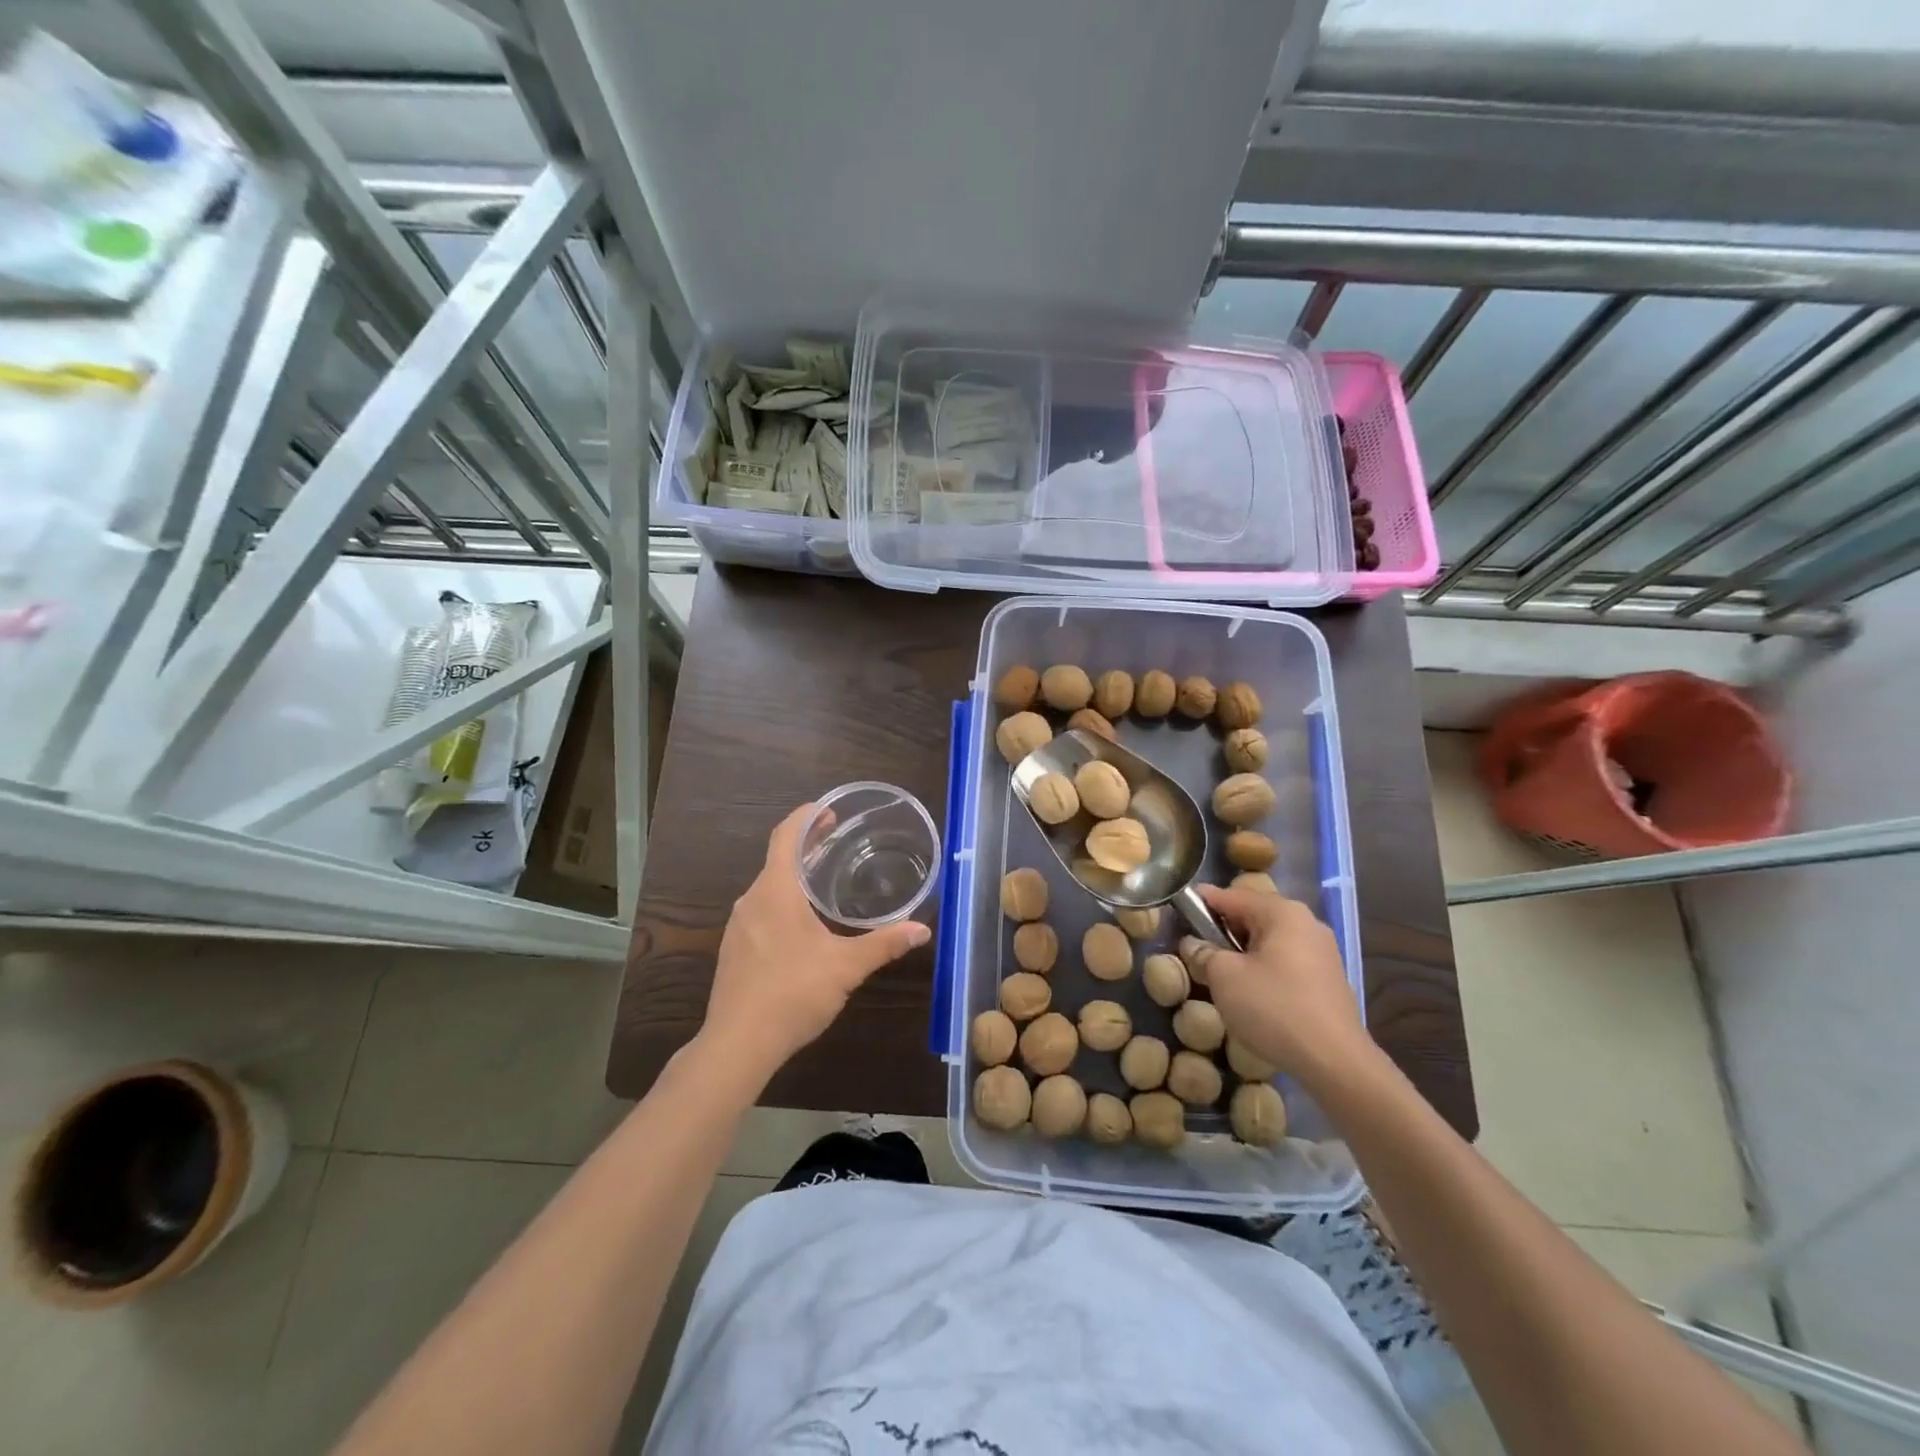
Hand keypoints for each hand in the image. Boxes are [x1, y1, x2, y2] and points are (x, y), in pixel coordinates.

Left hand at [702, 803, 930, 1080]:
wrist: (737, 1044)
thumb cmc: (792, 993)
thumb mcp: (845, 967)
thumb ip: (883, 944)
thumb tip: (922, 930)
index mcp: (775, 891)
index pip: (786, 836)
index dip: (806, 817)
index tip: (827, 809)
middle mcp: (752, 900)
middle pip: (778, 859)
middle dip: (806, 845)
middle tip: (834, 838)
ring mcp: (738, 926)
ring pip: (768, 887)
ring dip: (794, 875)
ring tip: (824, 878)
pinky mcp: (734, 949)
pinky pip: (761, 910)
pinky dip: (783, 900)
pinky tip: (802, 923)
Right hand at [1193, 885, 1376, 1091]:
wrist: (1336, 1062)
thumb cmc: (1274, 1008)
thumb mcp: (1225, 977)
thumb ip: (1204, 953)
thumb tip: (1193, 943)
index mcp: (1282, 913)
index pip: (1231, 896)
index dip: (1201, 902)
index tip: (1178, 909)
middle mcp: (1307, 923)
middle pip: (1253, 915)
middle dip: (1223, 929)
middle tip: (1196, 946)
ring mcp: (1322, 952)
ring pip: (1270, 940)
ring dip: (1244, 951)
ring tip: (1220, 972)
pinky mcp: (1328, 979)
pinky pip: (1286, 961)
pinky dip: (1265, 967)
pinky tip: (1252, 991)